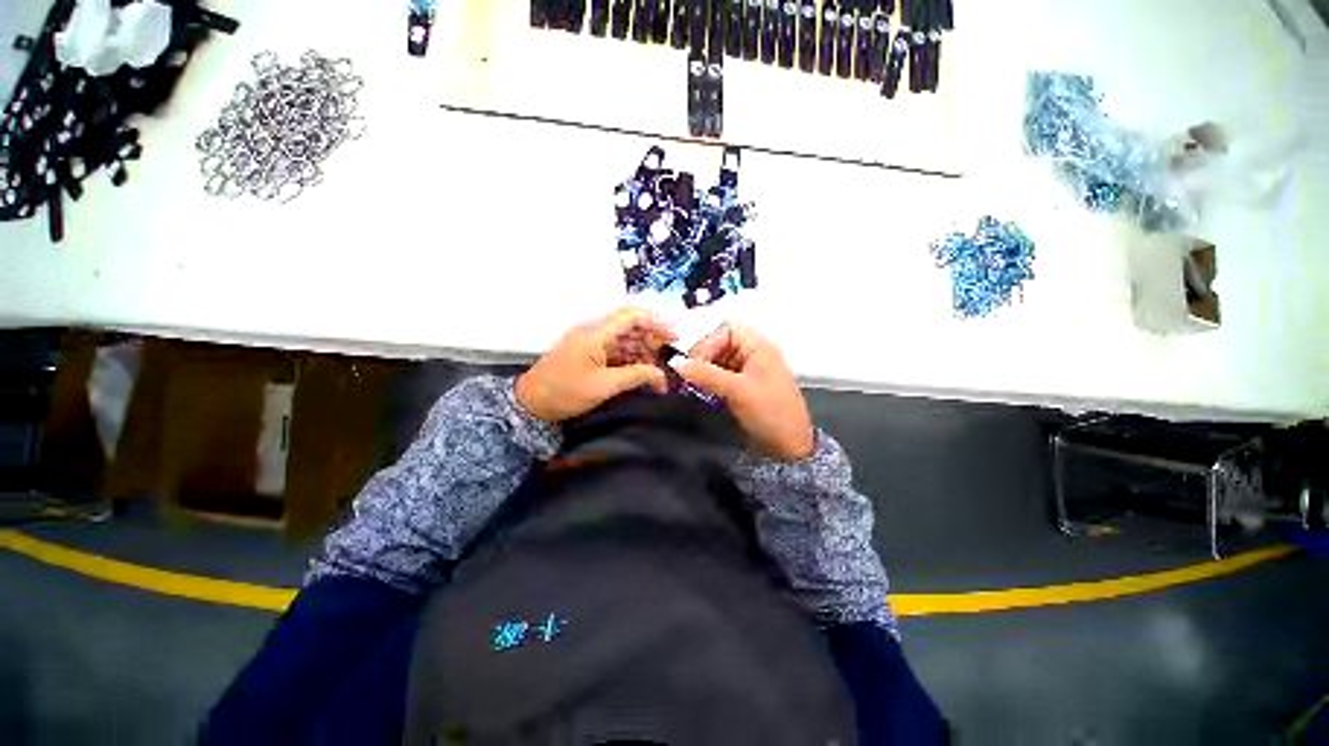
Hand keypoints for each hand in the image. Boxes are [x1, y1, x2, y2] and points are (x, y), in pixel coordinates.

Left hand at [516, 307, 676, 422]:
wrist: (531, 404)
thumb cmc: (565, 392)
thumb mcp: (604, 386)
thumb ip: (636, 376)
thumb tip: (662, 375)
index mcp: (596, 332)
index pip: (631, 315)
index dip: (656, 321)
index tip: (673, 335)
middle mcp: (595, 331)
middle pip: (630, 325)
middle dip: (652, 337)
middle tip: (670, 354)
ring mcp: (591, 341)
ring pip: (625, 337)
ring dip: (643, 349)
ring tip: (659, 367)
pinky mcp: (590, 352)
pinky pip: (616, 349)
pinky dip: (631, 357)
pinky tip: (642, 370)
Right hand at [671, 323, 814, 460]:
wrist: (790, 447)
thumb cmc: (770, 412)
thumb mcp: (737, 390)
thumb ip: (705, 374)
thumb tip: (676, 362)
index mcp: (759, 347)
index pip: (727, 330)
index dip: (709, 342)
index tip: (694, 362)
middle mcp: (754, 354)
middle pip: (721, 344)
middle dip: (704, 357)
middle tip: (690, 375)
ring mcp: (750, 371)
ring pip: (720, 361)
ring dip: (705, 370)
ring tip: (694, 385)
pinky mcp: (745, 387)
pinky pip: (723, 376)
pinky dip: (711, 381)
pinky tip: (704, 391)